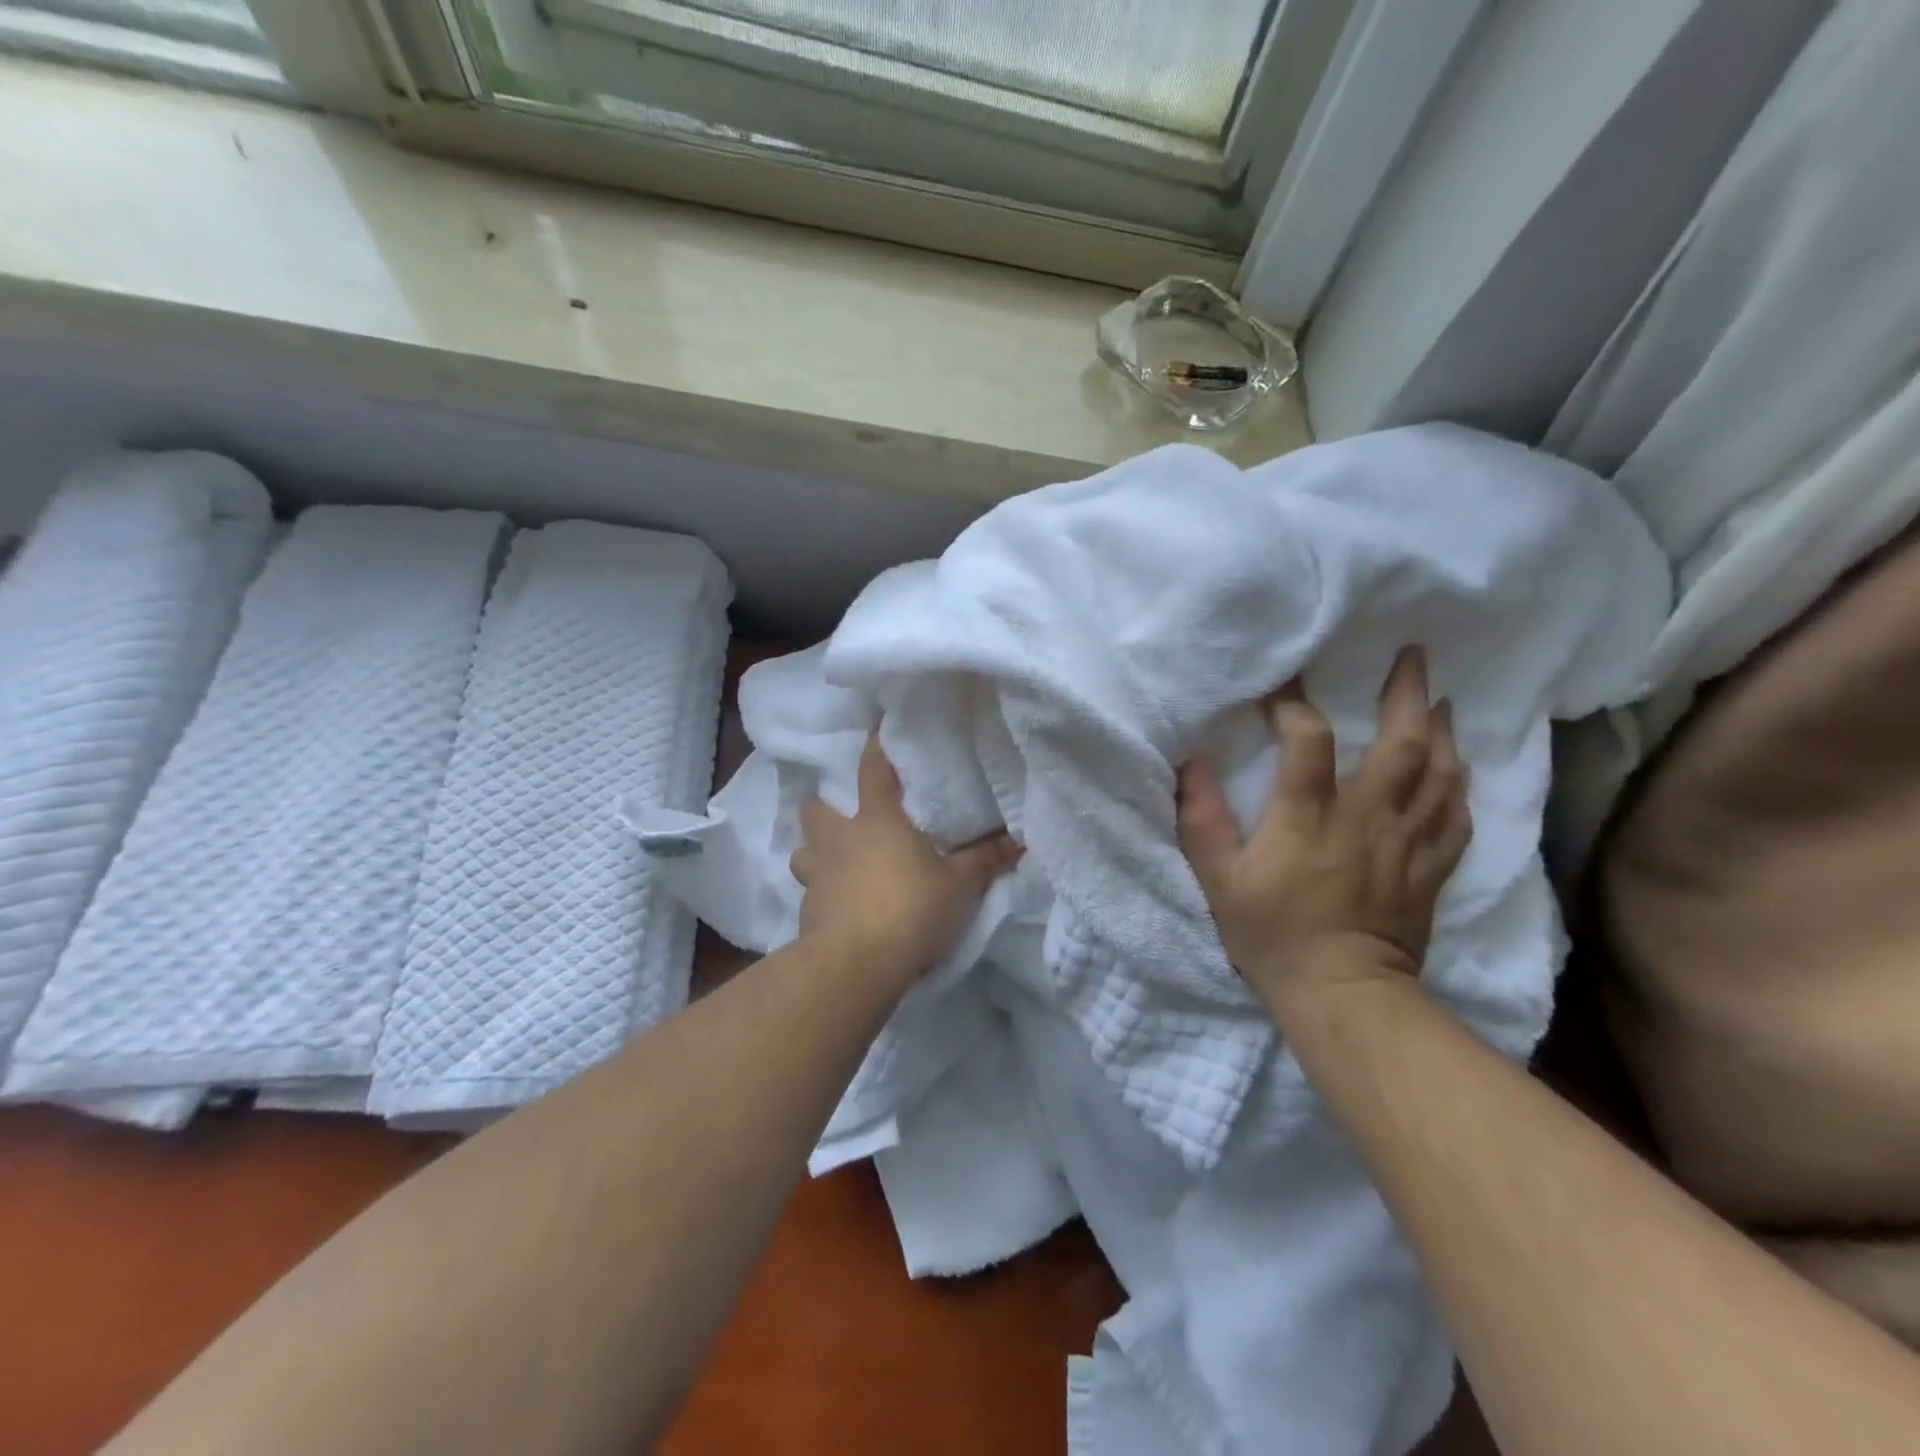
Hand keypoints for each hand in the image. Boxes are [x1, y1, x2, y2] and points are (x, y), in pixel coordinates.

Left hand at [791, 733, 1021, 982]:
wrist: (856, 964)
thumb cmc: (910, 909)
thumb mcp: (959, 885)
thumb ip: (985, 860)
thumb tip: (1019, 840)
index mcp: (877, 821)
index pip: (872, 770)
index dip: (875, 747)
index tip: (875, 728)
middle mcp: (840, 840)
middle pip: (816, 809)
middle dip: (823, 807)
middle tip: (845, 817)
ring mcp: (818, 876)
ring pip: (804, 853)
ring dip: (816, 854)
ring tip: (838, 865)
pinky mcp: (807, 913)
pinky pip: (811, 894)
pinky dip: (823, 896)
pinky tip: (841, 910)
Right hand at [1177, 646, 1471, 1013]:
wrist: (1341, 994)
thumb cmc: (1271, 934)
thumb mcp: (1218, 880)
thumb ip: (1201, 820)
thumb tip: (1190, 765)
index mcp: (1309, 817)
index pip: (1310, 740)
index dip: (1295, 705)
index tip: (1283, 688)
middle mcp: (1366, 818)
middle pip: (1401, 744)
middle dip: (1407, 693)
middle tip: (1411, 656)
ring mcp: (1406, 843)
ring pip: (1440, 773)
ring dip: (1441, 731)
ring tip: (1439, 701)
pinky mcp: (1430, 869)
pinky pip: (1457, 818)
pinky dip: (1459, 786)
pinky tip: (1456, 770)